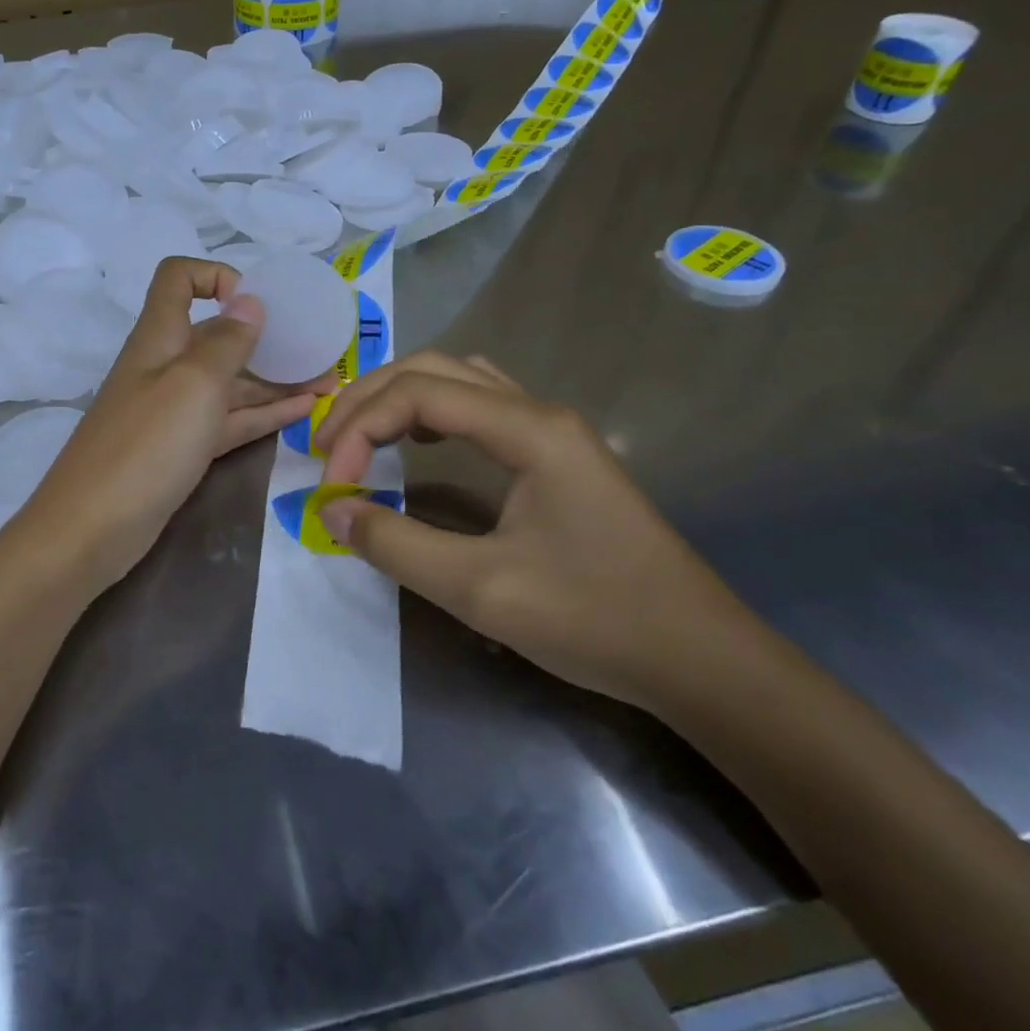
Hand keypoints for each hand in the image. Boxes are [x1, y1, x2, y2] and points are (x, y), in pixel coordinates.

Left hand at [14, 257, 326, 599]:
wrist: (92, 529)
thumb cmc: (145, 445)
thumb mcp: (193, 385)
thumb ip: (226, 341)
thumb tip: (248, 300)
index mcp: (160, 337)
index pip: (178, 279)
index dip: (215, 276)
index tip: (255, 301)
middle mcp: (167, 366)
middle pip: (217, 335)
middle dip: (267, 336)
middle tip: (320, 349)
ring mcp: (174, 411)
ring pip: (231, 382)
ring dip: (277, 379)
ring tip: (330, 384)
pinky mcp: (183, 449)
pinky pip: (230, 420)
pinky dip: (264, 413)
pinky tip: (305, 411)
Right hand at [314, 351, 765, 713]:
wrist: (701, 660)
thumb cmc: (595, 620)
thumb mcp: (481, 589)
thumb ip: (396, 545)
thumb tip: (331, 511)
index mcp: (528, 429)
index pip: (418, 394)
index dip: (360, 429)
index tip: (332, 488)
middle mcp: (538, 412)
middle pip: (433, 370)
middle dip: (369, 400)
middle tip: (327, 449)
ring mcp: (551, 430)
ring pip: (458, 381)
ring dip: (399, 398)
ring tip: (359, 437)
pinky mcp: (555, 455)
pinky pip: (479, 407)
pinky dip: (431, 414)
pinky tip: (416, 445)